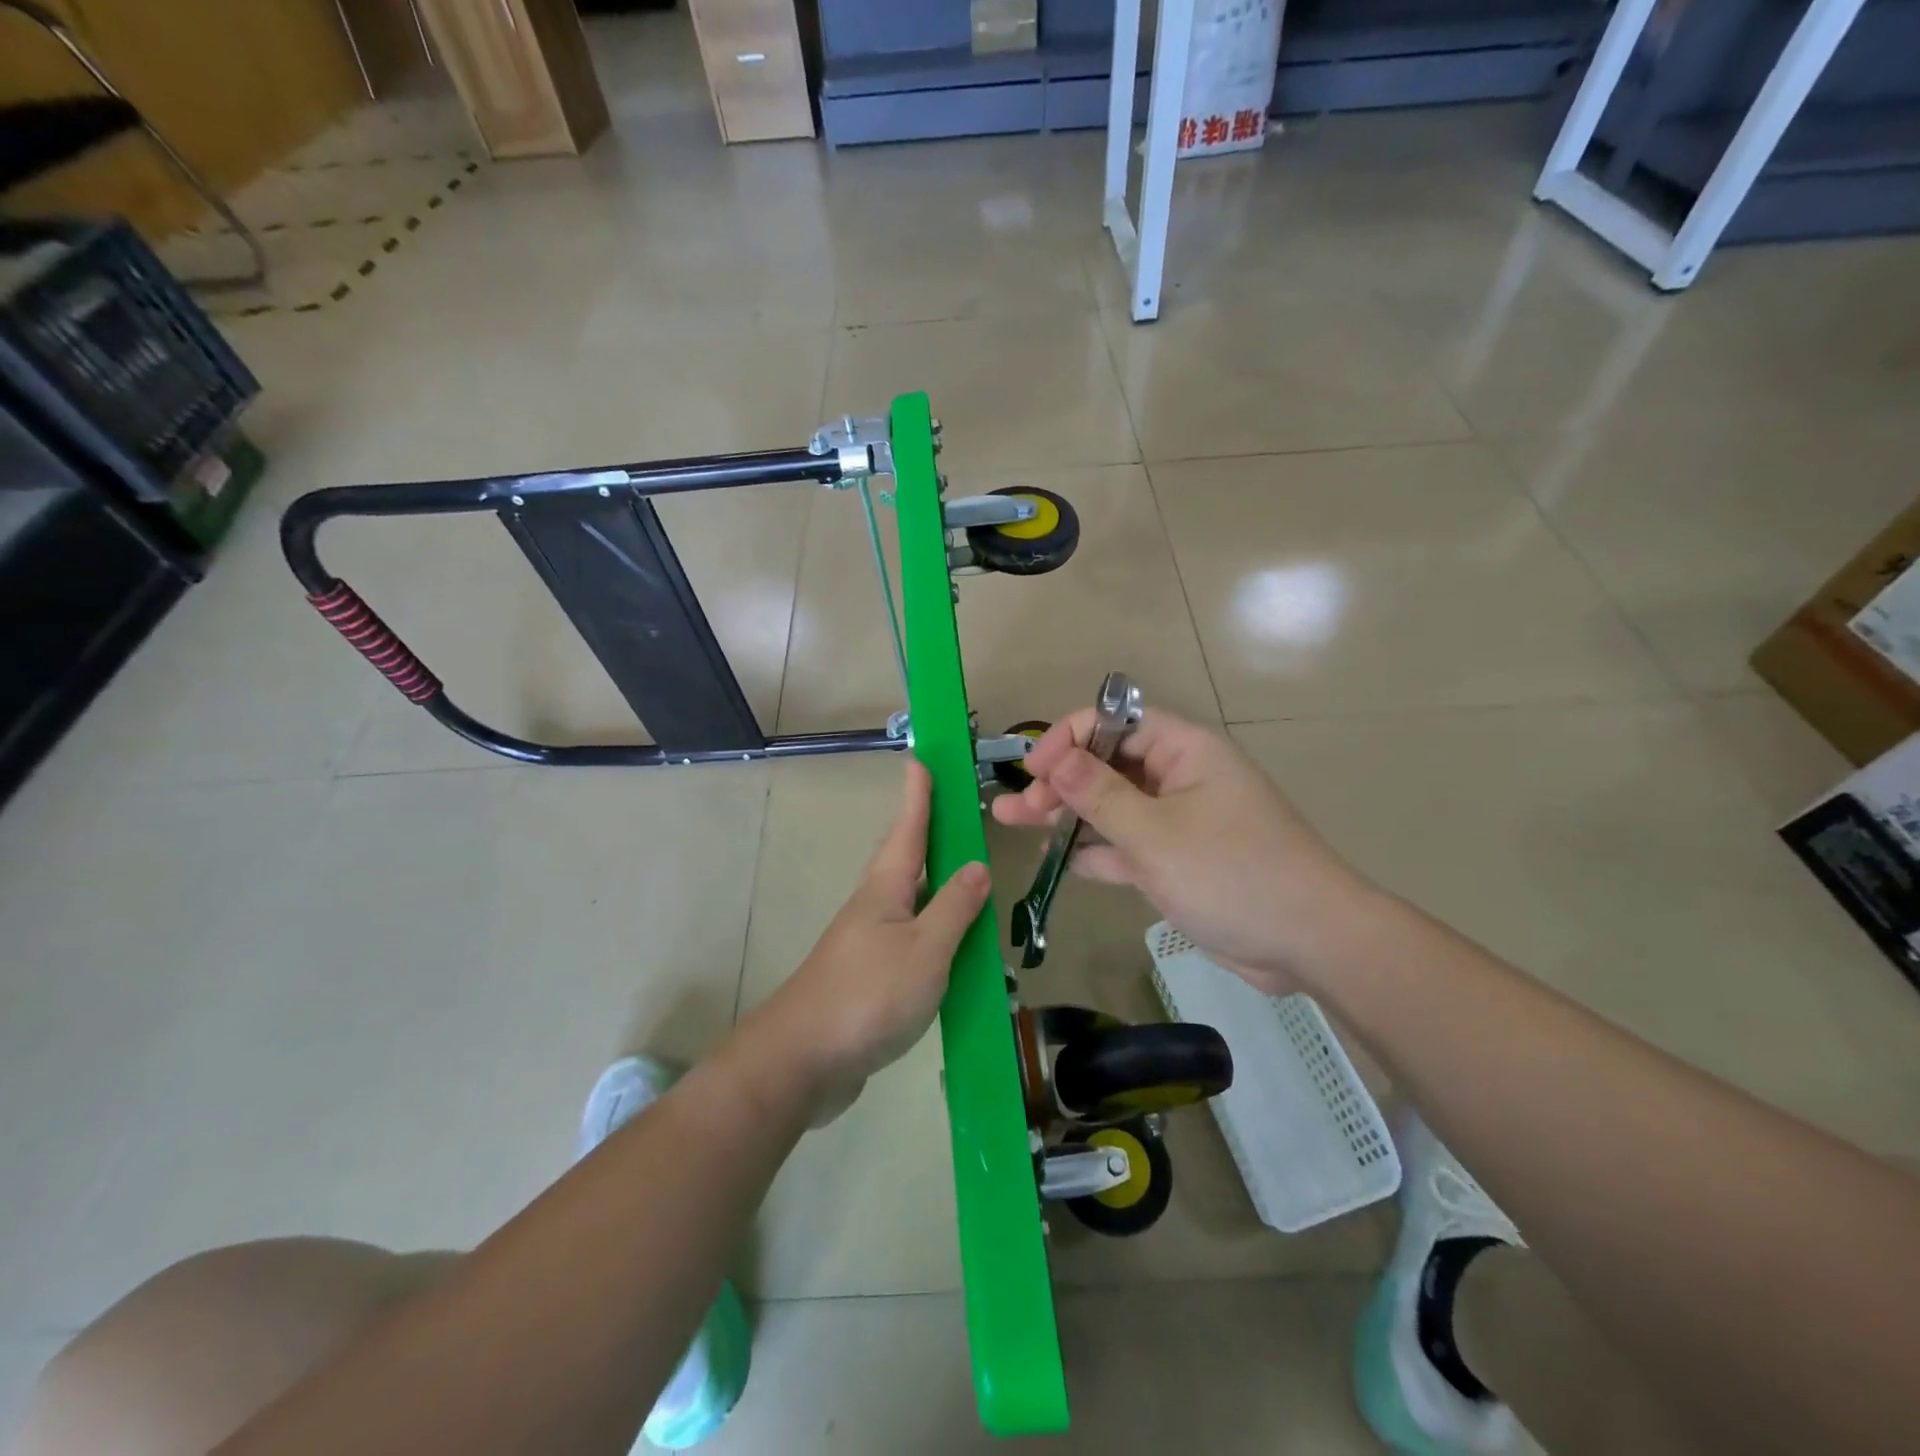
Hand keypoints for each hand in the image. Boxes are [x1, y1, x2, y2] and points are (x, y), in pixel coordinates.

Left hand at [751, 759, 989, 1124]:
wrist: (803, 1061)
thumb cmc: (867, 996)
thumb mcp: (925, 950)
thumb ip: (954, 908)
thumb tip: (977, 865)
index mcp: (886, 889)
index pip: (908, 828)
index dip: (918, 794)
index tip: (921, 758)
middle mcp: (874, 906)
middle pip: (904, 858)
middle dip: (925, 831)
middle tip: (948, 809)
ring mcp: (868, 942)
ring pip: (909, 900)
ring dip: (934, 883)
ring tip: (962, 874)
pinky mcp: (869, 976)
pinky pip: (911, 940)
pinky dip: (935, 931)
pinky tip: (952, 948)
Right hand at [991, 708, 1377, 994]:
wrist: (1308, 941)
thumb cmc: (1232, 873)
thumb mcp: (1156, 834)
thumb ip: (1099, 795)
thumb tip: (1054, 757)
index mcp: (1184, 751)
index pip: (1115, 722)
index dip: (1069, 738)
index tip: (1034, 770)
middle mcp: (1179, 777)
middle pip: (1107, 765)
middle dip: (1059, 782)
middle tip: (1017, 808)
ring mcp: (1177, 821)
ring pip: (1110, 807)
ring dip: (1066, 815)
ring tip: (1013, 823)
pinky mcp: (1176, 860)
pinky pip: (1126, 844)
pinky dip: (1094, 850)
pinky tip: (1057, 860)